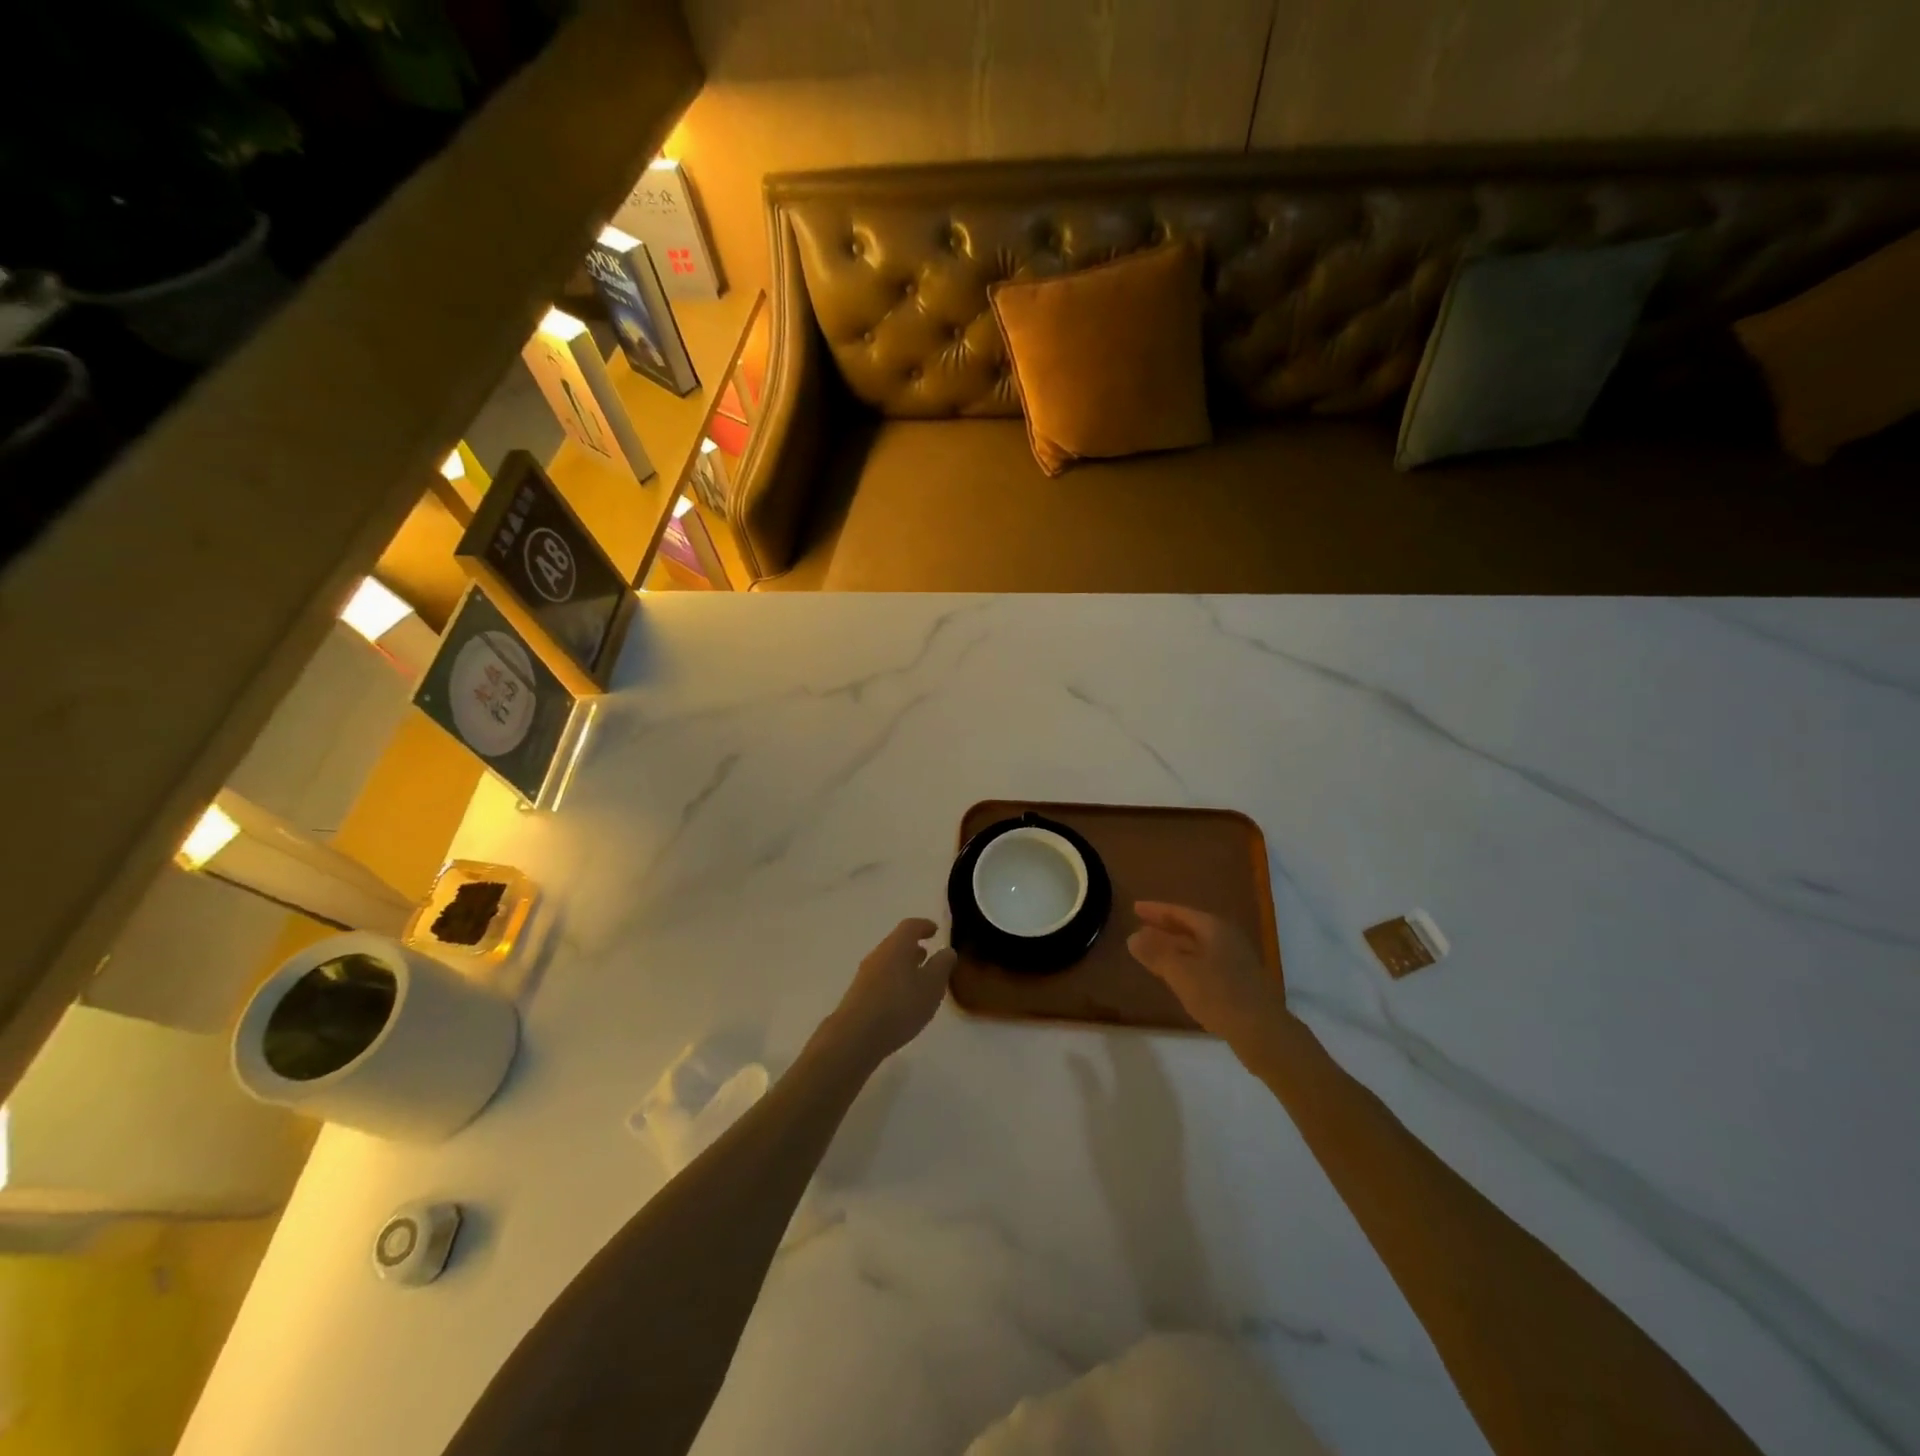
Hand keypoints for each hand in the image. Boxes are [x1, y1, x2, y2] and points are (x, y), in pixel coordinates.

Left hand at [819, 918, 956, 1067]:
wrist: (856, 1036)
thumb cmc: (900, 1005)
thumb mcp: (932, 985)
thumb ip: (942, 966)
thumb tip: (947, 950)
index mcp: (897, 945)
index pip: (911, 926)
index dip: (924, 926)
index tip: (935, 930)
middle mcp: (879, 954)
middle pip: (897, 943)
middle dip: (914, 947)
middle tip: (929, 955)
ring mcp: (865, 975)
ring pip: (889, 962)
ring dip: (904, 965)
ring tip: (919, 979)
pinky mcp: (859, 995)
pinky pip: (881, 979)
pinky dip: (895, 981)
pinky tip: (902, 1000)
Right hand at [1128, 902, 1289, 1042]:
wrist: (1263, 1032)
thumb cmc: (1219, 994)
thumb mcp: (1180, 972)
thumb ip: (1156, 953)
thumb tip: (1133, 937)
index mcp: (1214, 929)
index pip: (1180, 913)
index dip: (1156, 910)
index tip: (1135, 907)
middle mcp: (1226, 939)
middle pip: (1190, 929)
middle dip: (1165, 929)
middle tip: (1140, 928)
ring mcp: (1234, 962)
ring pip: (1197, 949)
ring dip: (1174, 949)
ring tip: (1151, 952)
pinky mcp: (1237, 984)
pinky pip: (1204, 966)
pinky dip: (1185, 965)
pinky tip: (1176, 977)